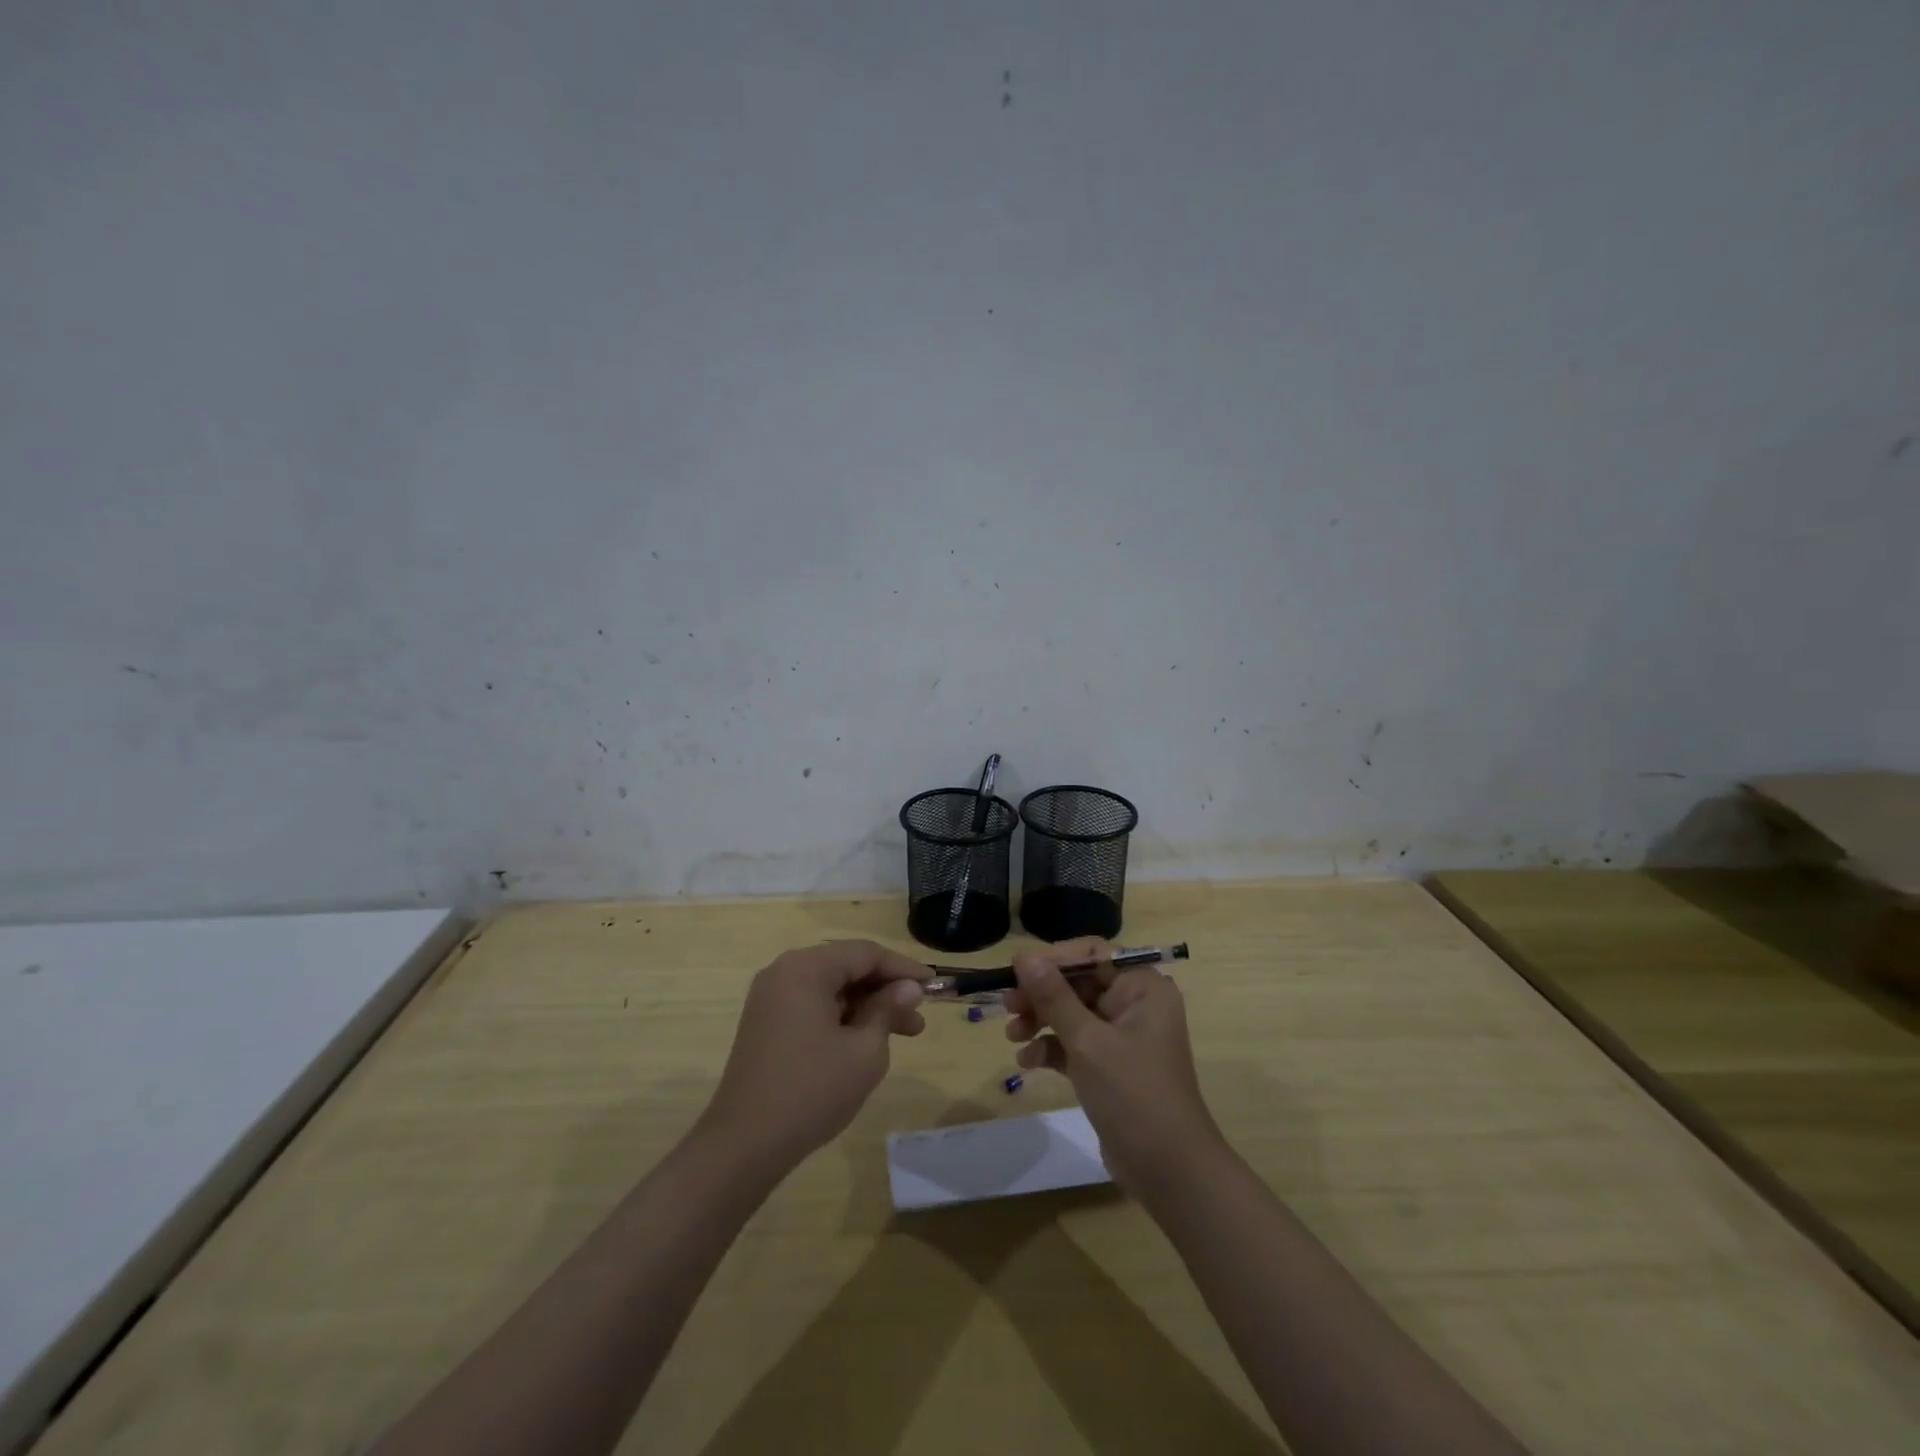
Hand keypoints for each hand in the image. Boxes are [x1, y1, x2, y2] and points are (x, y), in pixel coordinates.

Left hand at [700, 940, 928, 1173]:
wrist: (744, 1145)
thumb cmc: (811, 1091)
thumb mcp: (864, 1051)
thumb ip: (888, 1009)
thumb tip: (909, 987)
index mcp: (806, 968)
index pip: (866, 953)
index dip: (903, 969)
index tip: (934, 986)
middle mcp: (784, 972)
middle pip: (847, 967)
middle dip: (887, 990)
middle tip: (920, 1016)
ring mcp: (771, 997)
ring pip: (832, 988)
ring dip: (868, 1006)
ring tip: (904, 1033)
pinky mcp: (766, 1022)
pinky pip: (814, 1005)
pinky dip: (843, 1017)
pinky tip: (866, 1040)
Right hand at [1003, 938, 1226, 1199]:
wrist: (1169, 1172)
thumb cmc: (1133, 1094)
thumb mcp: (1088, 1042)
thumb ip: (1053, 996)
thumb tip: (1023, 956)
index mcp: (1142, 987)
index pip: (1093, 955)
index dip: (1054, 960)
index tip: (1017, 971)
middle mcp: (1135, 1004)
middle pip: (1079, 983)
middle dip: (1041, 995)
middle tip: (1007, 1006)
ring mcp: (1123, 1037)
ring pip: (1072, 1013)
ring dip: (1041, 1021)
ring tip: (1013, 1035)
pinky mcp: (1110, 1067)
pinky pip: (1074, 1044)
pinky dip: (1051, 1048)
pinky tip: (1028, 1062)